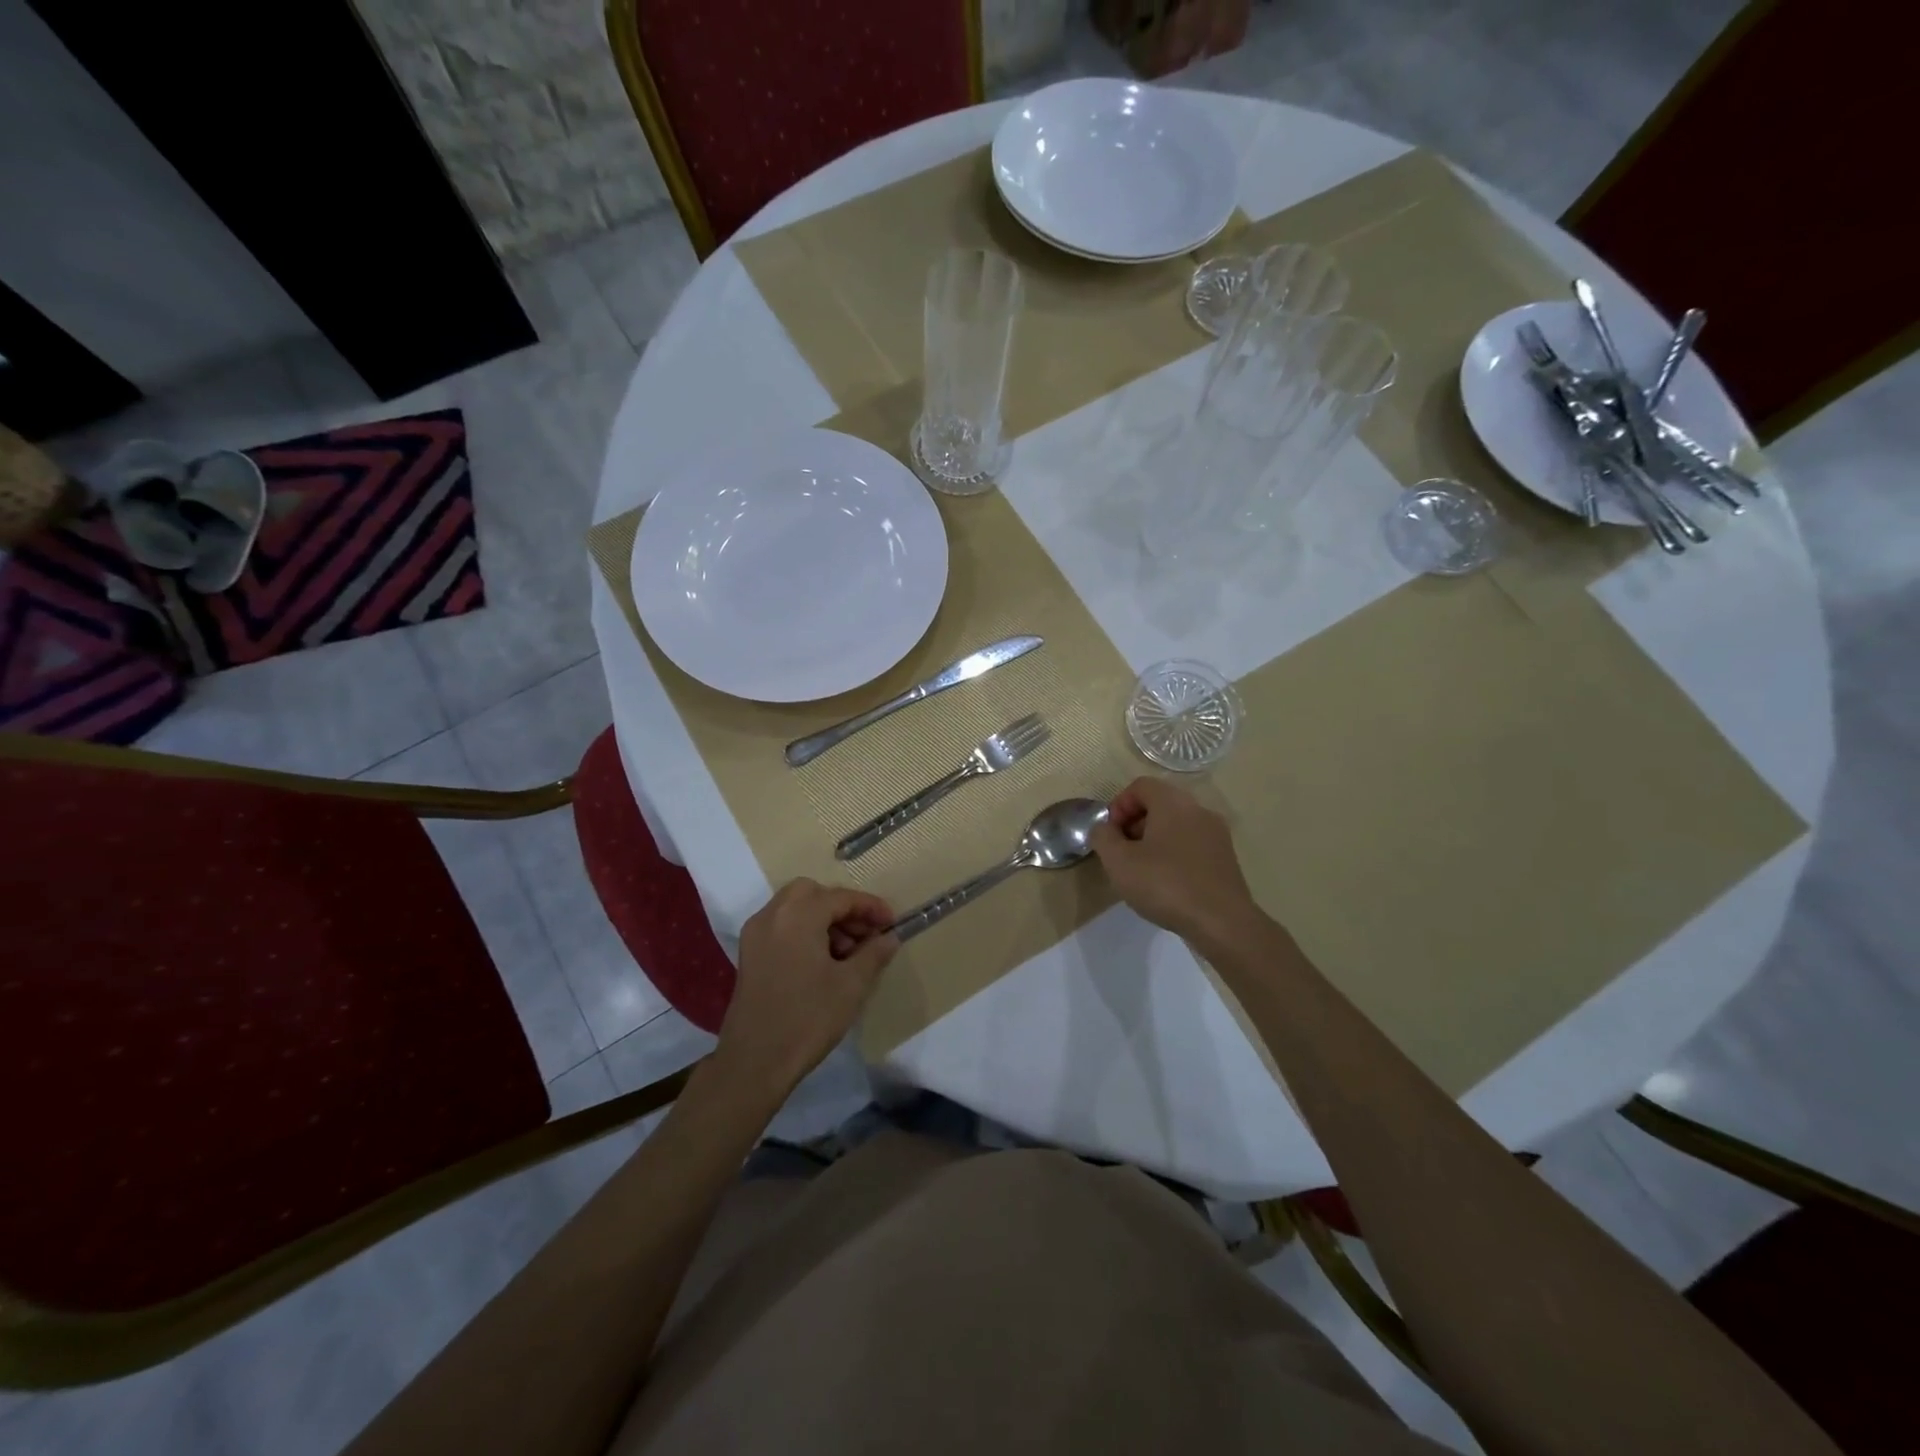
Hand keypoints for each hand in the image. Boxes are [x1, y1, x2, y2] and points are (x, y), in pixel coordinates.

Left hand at [718, 879, 898, 1095]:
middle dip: (843, 908)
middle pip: (813, 893)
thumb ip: (874, 953)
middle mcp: (772, 914)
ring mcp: (756, 933)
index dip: (871, 908)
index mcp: (798, 915)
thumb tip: (889, 937)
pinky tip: (822, 961)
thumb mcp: (851, 985)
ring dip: (823, 919)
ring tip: (847, 953)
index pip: (841, 897)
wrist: (755, 1062)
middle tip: (865, 934)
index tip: (892, 924)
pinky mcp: (749, 954)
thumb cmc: (808, 1018)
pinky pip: (782, 926)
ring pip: (795, 908)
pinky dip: (804, 931)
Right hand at [1089, 777, 1258, 943]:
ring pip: (1177, 826)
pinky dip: (1174, 855)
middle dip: (1134, 824)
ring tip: (1142, 872)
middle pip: (1159, 804)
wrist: (1222, 922)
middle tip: (1122, 853)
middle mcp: (1198, 810)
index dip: (1118, 806)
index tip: (1110, 835)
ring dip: (1154, 841)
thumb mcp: (1118, 861)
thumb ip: (1103, 837)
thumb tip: (1104, 828)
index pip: (1140, 786)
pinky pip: (1192, 845)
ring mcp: (1217, 834)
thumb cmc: (1165, 884)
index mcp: (1173, 802)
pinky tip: (1167, 884)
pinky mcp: (1226, 858)